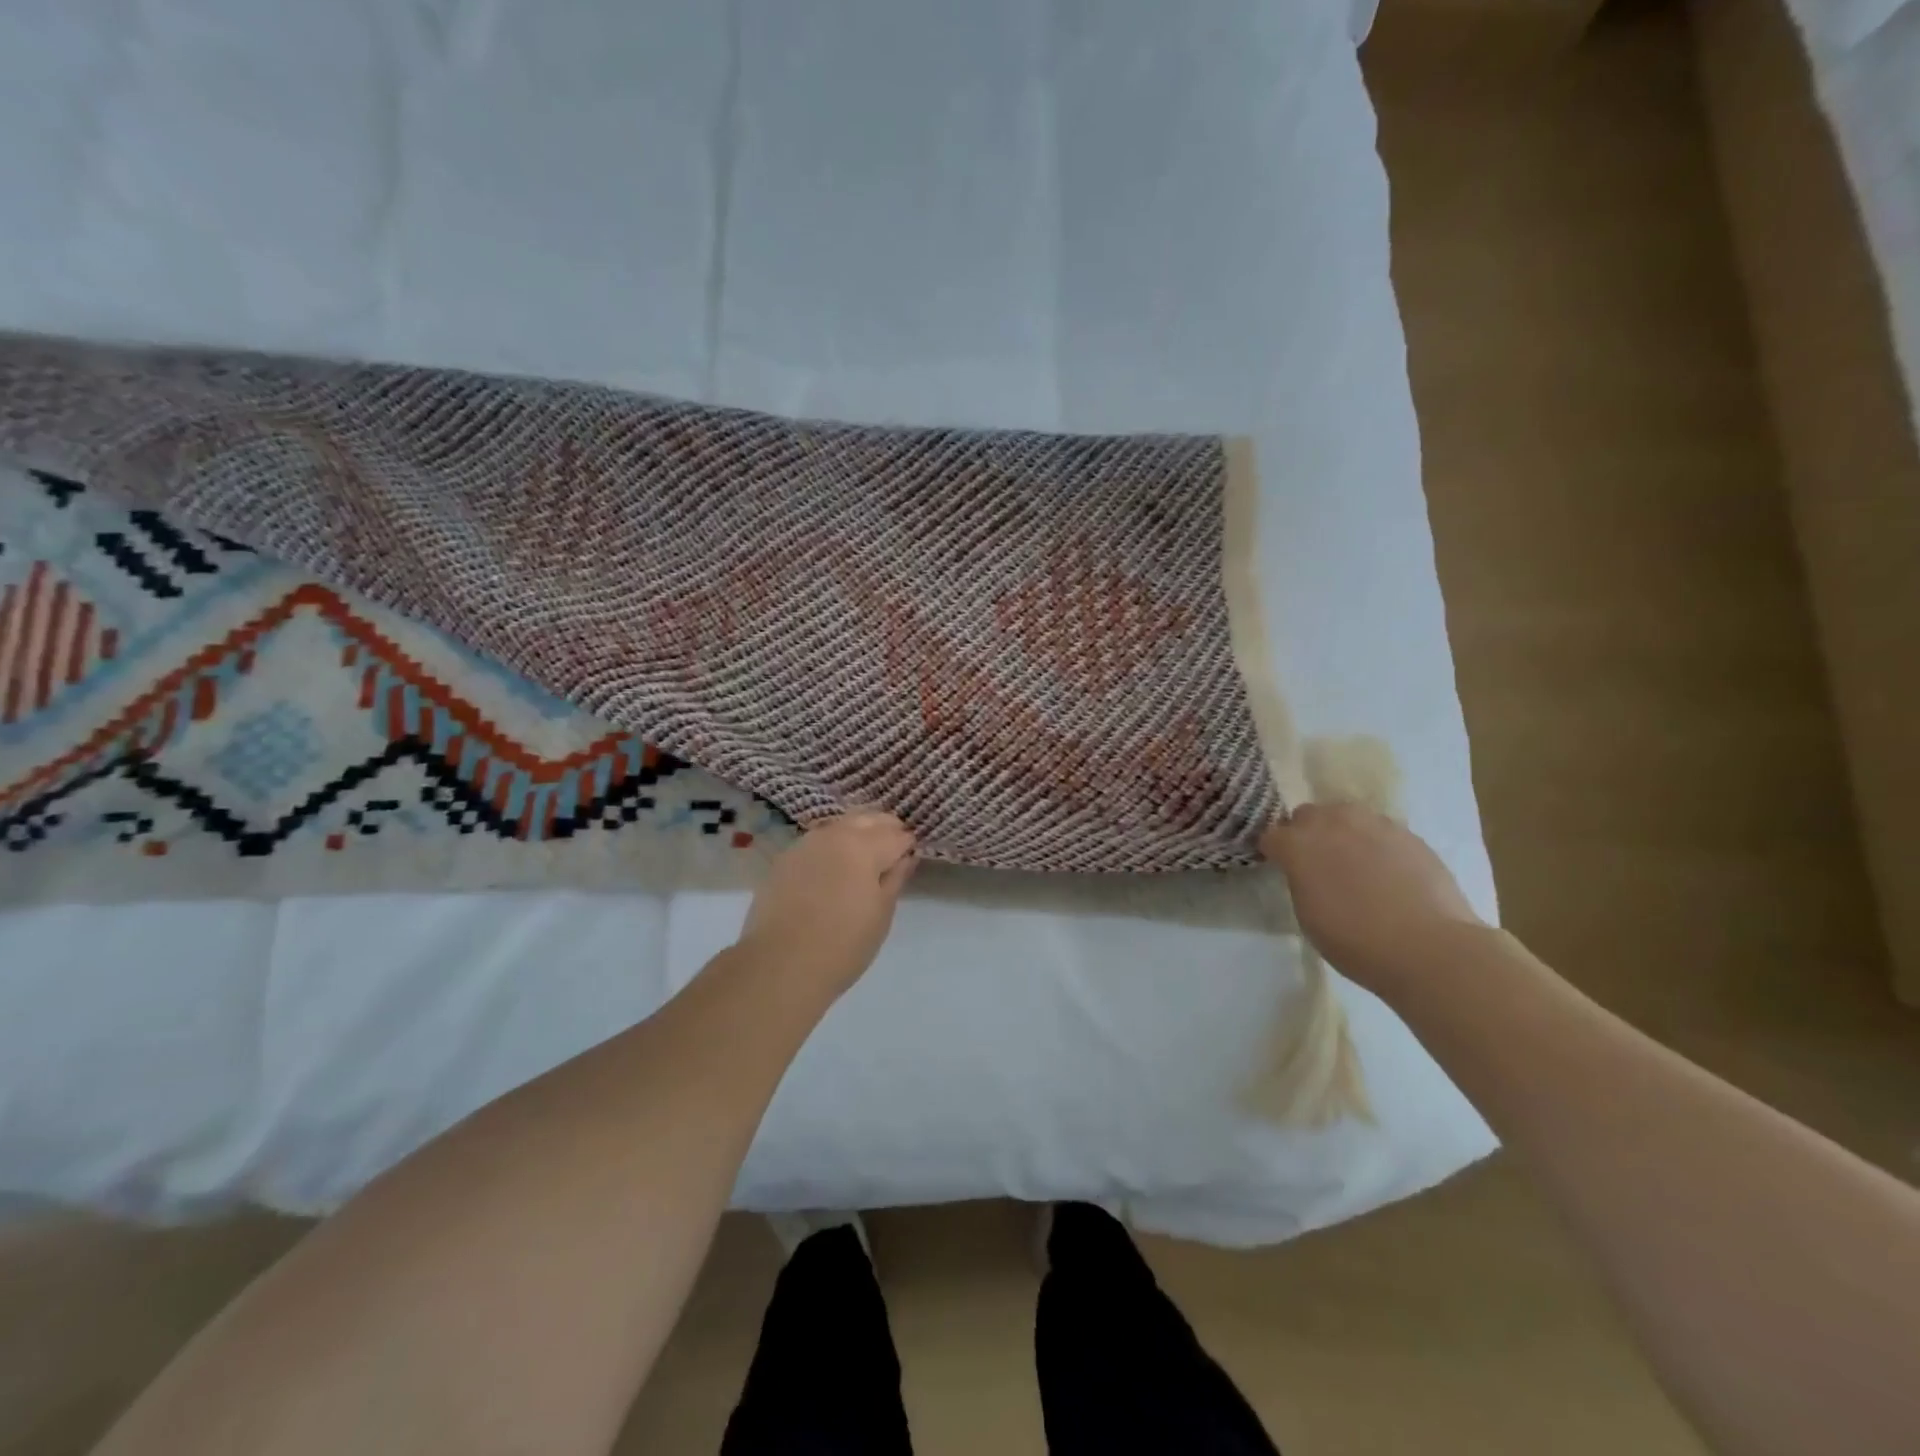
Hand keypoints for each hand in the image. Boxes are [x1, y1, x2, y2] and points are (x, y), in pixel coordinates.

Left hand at [738, 811, 917, 995]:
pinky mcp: (785, 859)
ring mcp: (806, 843)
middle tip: (892, 852)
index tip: (911, 857)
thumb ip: (895, 878)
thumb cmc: (843, 944)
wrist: (780, 965)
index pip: (896, 835)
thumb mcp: (881, 913)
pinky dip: (833, 845)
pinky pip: (817, 841)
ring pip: (840, 825)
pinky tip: (834, 866)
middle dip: (884, 829)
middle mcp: (834, 834)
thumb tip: (906, 857)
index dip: (907, 845)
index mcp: (864, 846)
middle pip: (867, 818)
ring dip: (857, 832)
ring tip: (864, 857)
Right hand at [1261, 803, 1483, 993]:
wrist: (1428, 947)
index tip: (1282, 869)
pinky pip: (1380, 830)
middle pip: (1308, 815)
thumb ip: (1301, 880)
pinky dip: (1376, 843)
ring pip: (1346, 816)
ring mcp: (1373, 824)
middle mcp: (1332, 823)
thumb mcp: (1307, 915)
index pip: (1271, 836)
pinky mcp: (1408, 834)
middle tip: (1317, 863)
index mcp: (1298, 844)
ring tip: (1354, 862)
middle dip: (1306, 833)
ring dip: (1342, 832)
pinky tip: (1387, 871)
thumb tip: (1306, 871)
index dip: (1274, 853)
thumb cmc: (1356, 941)